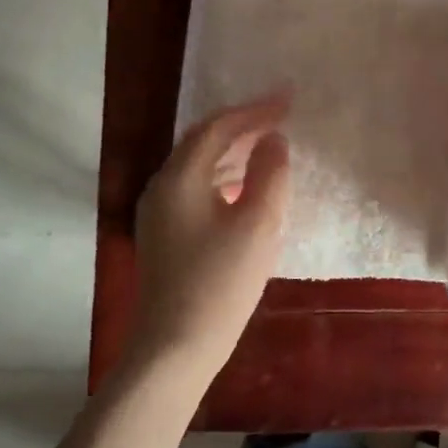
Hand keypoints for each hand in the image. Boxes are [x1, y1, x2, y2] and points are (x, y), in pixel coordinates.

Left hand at [128, 95, 291, 377]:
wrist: (175, 347)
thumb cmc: (221, 283)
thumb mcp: (258, 224)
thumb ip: (270, 174)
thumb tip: (273, 141)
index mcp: (180, 177)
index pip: (219, 128)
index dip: (256, 110)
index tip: (289, 99)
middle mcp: (162, 186)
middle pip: (203, 141)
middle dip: (242, 124)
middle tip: (280, 115)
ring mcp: (158, 212)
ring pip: (198, 164)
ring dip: (233, 149)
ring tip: (268, 144)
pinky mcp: (164, 234)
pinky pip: (196, 187)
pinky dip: (224, 175)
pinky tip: (246, 187)